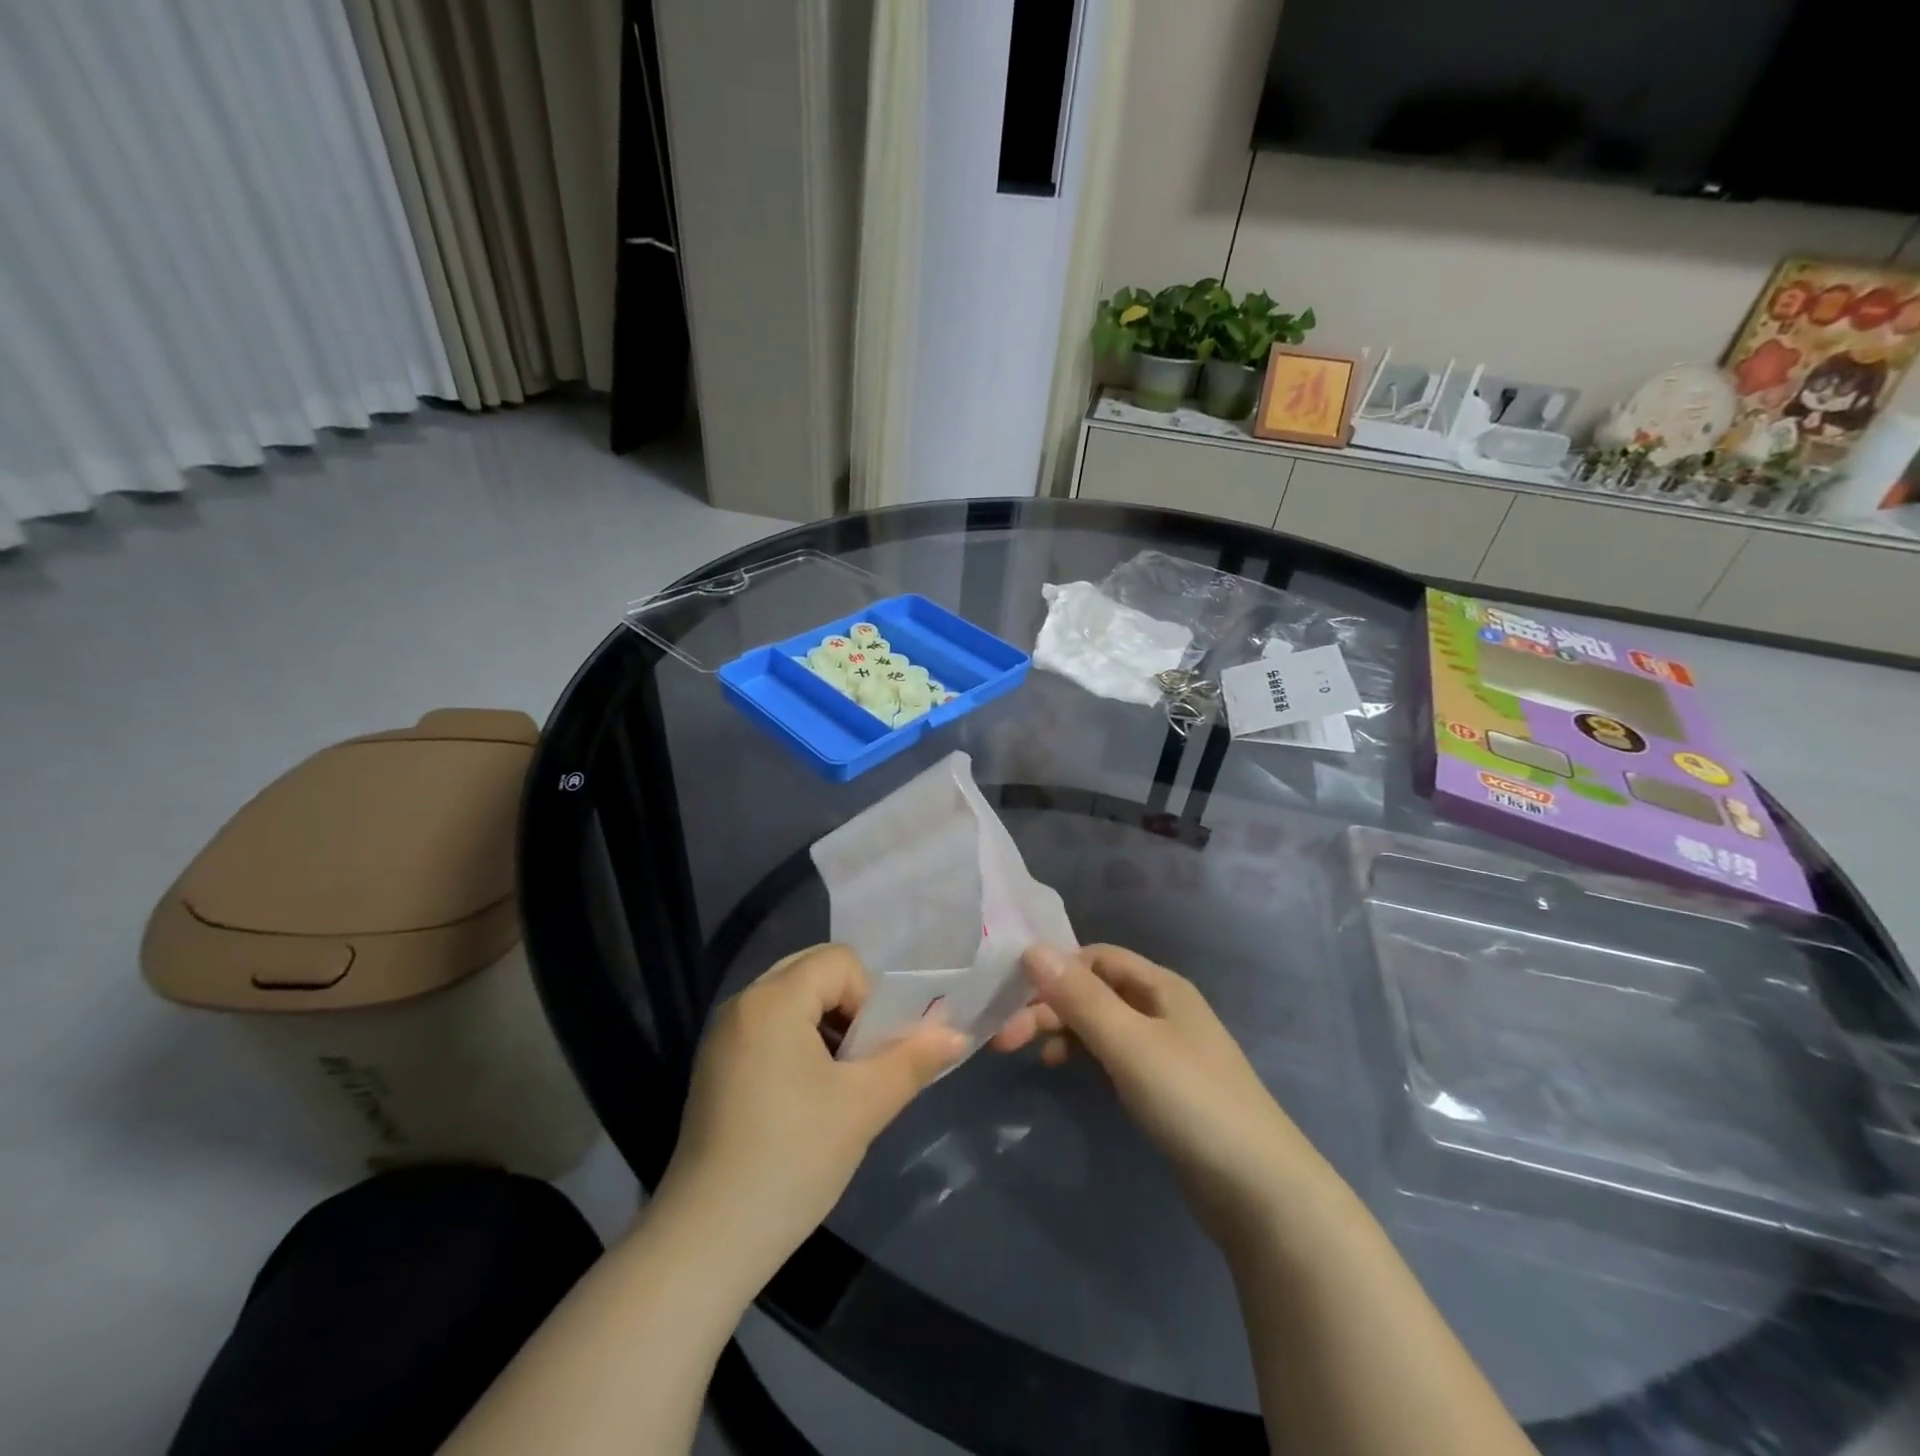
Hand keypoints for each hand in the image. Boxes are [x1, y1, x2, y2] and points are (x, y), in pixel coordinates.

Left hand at [655, 944, 964, 1276]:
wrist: (707, 1242)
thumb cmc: (792, 1159)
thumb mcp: (863, 1106)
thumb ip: (913, 1060)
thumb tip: (958, 1034)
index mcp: (772, 1000)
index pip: (840, 961)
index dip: (869, 997)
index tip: (872, 1053)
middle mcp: (742, 1003)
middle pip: (813, 973)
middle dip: (850, 1008)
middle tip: (864, 1060)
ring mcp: (722, 1036)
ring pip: (792, 1001)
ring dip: (826, 1026)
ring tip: (841, 1081)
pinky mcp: (715, 1067)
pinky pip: (769, 1027)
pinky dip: (799, 1043)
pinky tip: (808, 1097)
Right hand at [995, 944, 1326, 1244]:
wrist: (1259, 1190)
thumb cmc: (1190, 1100)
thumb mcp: (1129, 1042)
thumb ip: (1080, 997)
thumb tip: (1031, 949)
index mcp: (1161, 986)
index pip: (1096, 957)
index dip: (1054, 968)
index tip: (1011, 993)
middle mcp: (1162, 1008)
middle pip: (1094, 991)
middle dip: (1050, 1006)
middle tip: (1005, 1037)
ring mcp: (1164, 1050)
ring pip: (1100, 1024)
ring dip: (1062, 1030)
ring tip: (1028, 1054)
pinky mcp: (1163, 1088)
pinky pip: (1112, 1056)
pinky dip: (1083, 1056)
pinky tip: (1063, 1070)